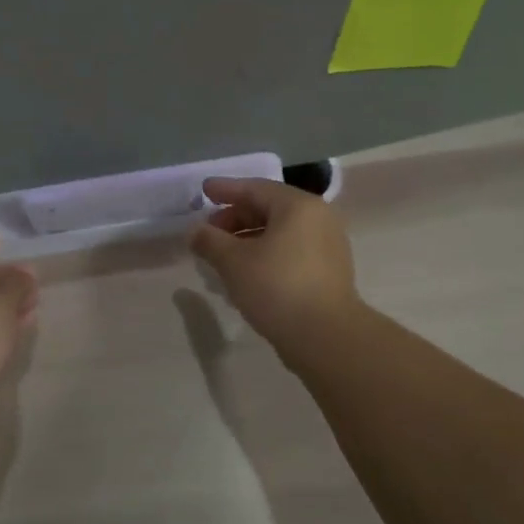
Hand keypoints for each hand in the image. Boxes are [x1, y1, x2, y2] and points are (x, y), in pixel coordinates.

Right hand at [189, 177, 360, 351]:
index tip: (203, 191)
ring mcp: (328, 244)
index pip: (255, 188)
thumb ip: (210, 241)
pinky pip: (291, 250)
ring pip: (280, 232)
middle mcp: (318, 218)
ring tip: (223, 255)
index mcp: (297, 206)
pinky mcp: (329, 270)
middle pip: (269, 208)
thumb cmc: (276, 287)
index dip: (225, 190)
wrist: (324, 335)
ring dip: (249, 238)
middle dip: (236, 217)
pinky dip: (266, 252)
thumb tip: (195, 231)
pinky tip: (247, 271)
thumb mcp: (233, 262)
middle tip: (210, 231)